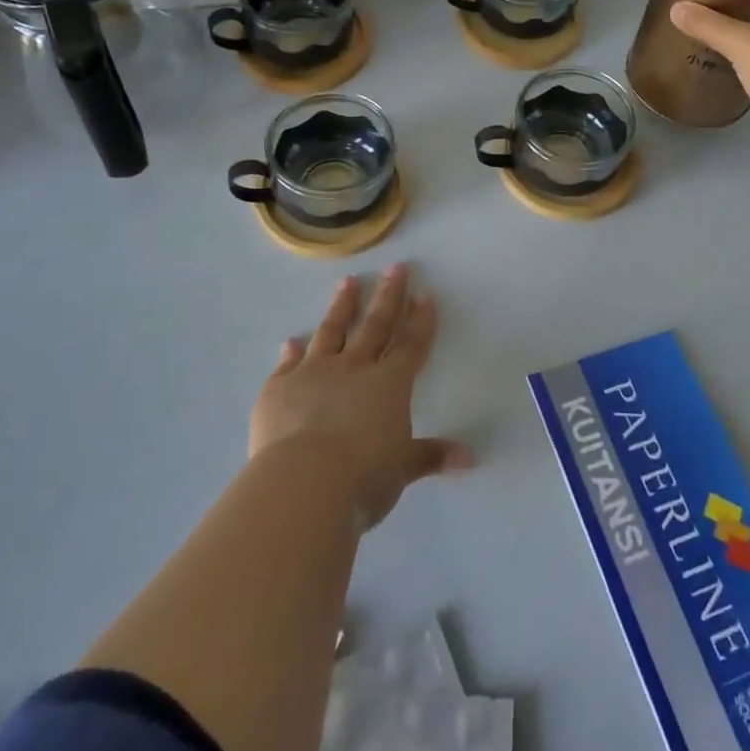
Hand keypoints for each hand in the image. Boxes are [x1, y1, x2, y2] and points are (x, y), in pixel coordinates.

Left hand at [249, 264, 471, 529]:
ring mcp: (313, 373)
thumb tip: (471, 459)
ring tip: (347, 282)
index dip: (419, 320)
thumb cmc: (363, 477)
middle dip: (388, 296)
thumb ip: (431, 456)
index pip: (410, 345)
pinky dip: (291, 351)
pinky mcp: (279, 387)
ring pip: (331, 331)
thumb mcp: (402, 470)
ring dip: (341, 306)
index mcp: (389, 384)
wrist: (303, 483)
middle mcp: (353, 368)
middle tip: (395, 268)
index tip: (424, 294)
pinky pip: (288, 363)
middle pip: (375, 326)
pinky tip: (291, 340)